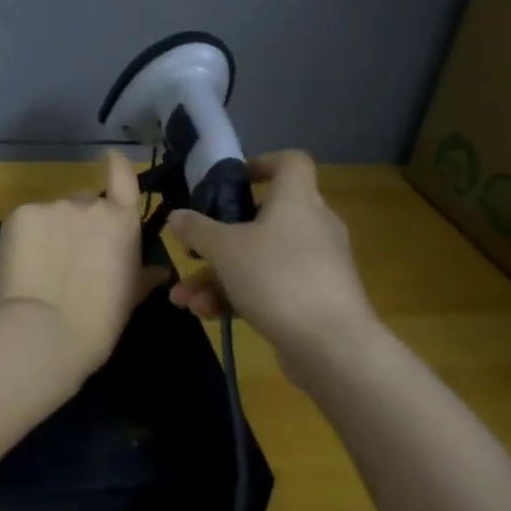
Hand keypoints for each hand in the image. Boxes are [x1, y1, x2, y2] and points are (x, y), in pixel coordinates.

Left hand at [0, 151, 159, 378]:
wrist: (45, 332)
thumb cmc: (98, 322)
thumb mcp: (130, 299)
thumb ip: (144, 276)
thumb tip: (160, 272)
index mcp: (122, 221)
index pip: (123, 176)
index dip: (117, 165)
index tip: (110, 158)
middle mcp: (89, 204)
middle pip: (84, 202)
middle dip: (79, 223)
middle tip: (70, 257)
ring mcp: (53, 205)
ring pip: (53, 213)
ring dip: (52, 231)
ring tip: (44, 268)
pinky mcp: (20, 213)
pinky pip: (27, 220)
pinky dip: (26, 237)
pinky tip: (24, 265)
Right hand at [166, 151, 379, 374]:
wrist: (333, 347)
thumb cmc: (278, 278)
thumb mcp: (226, 249)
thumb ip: (198, 229)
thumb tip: (177, 215)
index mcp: (296, 200)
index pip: (291, 162)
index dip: (262, 163)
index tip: (232, 180)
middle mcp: (311, 226)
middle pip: (263, 218)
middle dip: (218, 239)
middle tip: (192, 252)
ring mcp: (315, 265)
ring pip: (259, 259)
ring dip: (217, 277)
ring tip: (184, 298)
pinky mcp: (314, 300)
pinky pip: (270, 287)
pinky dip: (238, 297)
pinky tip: (207, 315)